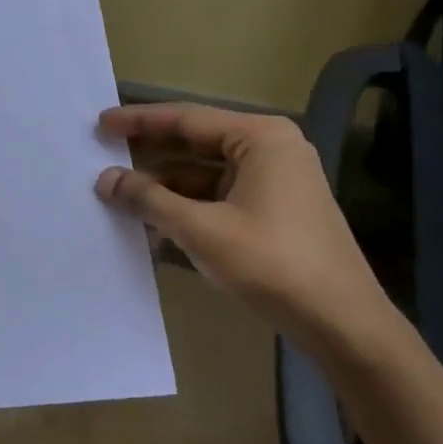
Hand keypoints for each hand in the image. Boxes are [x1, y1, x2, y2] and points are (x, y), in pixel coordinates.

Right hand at [95, 103, 398, 356]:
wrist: (343, 324)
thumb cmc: (272, 264)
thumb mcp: (201, 229)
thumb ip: (149, 199)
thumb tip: (104, 180)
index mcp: (260, 139)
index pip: (186, 119)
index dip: (138, 122)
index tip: (100, 125)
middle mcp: (270, 150)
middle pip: (196, 142)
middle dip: (149, 151)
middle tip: (104, 152)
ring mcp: (275, 181)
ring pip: (205, 173)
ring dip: (164, 185)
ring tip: (119, 193)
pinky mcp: (274, 210)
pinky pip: (219, 196)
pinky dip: (186, 206)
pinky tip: (153, 223)